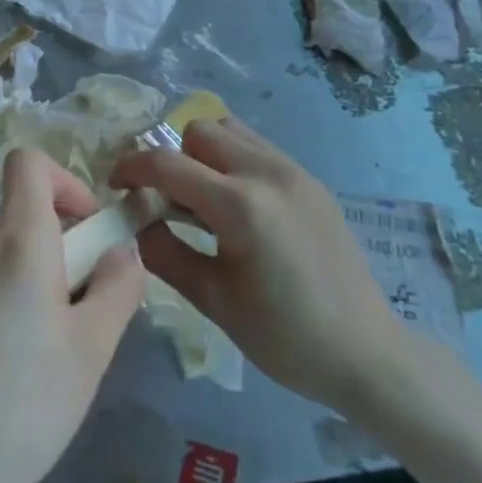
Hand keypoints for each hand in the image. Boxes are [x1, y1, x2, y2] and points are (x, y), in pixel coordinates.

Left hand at [0, 149, 144, 482]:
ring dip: (27, 275)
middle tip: (75, 313)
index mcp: (15, 240)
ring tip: (37, 347)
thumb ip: (118, 285)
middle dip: (58, 247)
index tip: (87, 230)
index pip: (29, 162)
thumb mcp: (92, 350)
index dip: (65, 182)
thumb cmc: (22, 407)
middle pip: (21, 214)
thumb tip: (121, 250)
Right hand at [111, 117, 414, 416]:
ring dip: (204, 154)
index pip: (166, 163)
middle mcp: (267, 172)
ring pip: (231, 130)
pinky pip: (259, 148)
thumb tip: (139, 222)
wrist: (366, 352)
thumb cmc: (284, 336)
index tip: (115, 186)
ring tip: (202, 199)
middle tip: (165, 199)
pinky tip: (237, 206)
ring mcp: (295, 171)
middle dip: (171, 157)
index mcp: (240, 205)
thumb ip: (165, 252)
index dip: (131, 168)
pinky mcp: (311, 181)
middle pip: (199, 130)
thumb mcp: (213, 300)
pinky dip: (233, 161)